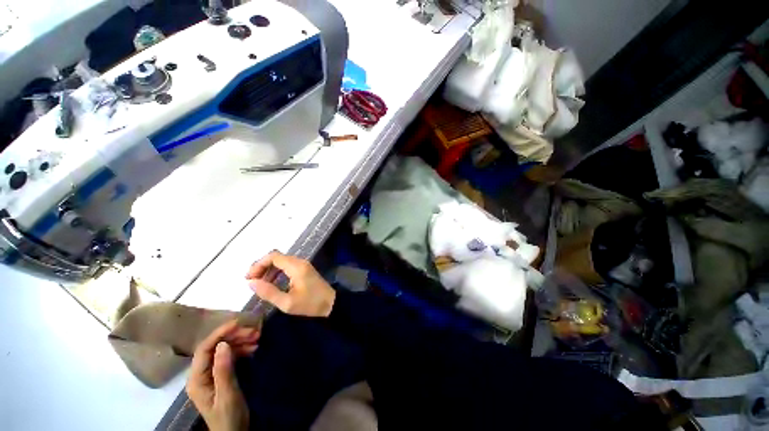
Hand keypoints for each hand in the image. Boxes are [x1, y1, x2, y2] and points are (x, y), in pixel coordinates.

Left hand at [186, 320, 258, 430]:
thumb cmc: (229, 417)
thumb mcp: (228, 395)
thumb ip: (223, 370)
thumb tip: (223, 344)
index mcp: (197, 380)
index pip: (204, 350)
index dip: (219, 334)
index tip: (238, 323)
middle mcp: (200, 374)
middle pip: (214, 348)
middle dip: (233, 337)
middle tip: (254, 331)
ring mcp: (210, 375)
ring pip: (222, 351)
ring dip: (239, 342)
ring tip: (257, 337)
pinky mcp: (219, 376)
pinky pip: (228, 357)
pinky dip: (241, 350)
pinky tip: (253, 348)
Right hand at [245, 251, 335, 317]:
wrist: (331, 303)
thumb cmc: (310, 304)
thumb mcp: (287, 303)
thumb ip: (269, 292)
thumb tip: (251, 283)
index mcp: (296, 267)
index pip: (273, 256)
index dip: (258, 264)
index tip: (249, 278)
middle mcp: (300, 262)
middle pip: (276, 257)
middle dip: (262, 267)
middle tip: (252, 282)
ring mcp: (303, 265)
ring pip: (281, 261)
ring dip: (269, 270)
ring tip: (260, 284)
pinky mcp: (304, 269)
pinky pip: (287, 266)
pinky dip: (277, 272)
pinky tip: (272, 283)